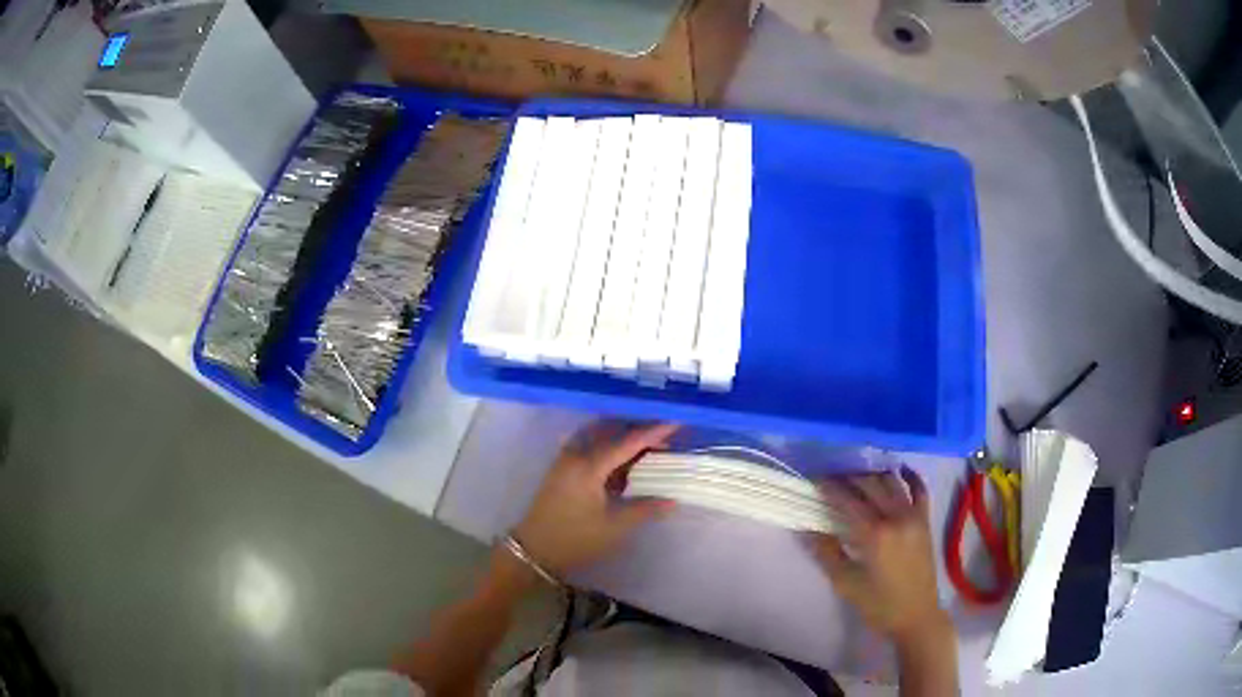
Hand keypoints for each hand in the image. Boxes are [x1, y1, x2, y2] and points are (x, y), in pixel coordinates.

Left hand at [513, 422, 677, 577]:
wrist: (534, 551)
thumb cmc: (575, 540)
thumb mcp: (614, 527)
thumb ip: (645, 509)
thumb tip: (672, 500)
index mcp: (588, 465)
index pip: (627, 441)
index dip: (654, 431)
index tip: (677, 420)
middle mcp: (576, 454)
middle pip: (612, 431)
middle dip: (640, 429)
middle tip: (668, 433)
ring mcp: (566, 460)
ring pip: (600, 436)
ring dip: (624, 436)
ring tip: (651, 443)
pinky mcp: (563, 469)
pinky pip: (590, 446)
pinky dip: (610, 446)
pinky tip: (626, 458)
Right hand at [808, 468, 948, 644]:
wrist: (916, 616)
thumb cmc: (878, 604)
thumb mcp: (845, 583)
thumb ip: (826, 553)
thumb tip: (807, 529)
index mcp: (875, 534)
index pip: (847, 500)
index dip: (829, 487)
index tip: (814, 480)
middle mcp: (896, 517)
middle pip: (870, 484)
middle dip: (848, 478)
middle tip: (830, 479)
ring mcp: (914, 516)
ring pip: (892, 482)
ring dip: (872, 475)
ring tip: (855, 479)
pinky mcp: (925, 520)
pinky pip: (919, 490)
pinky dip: (909, 476)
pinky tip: (899, 470)